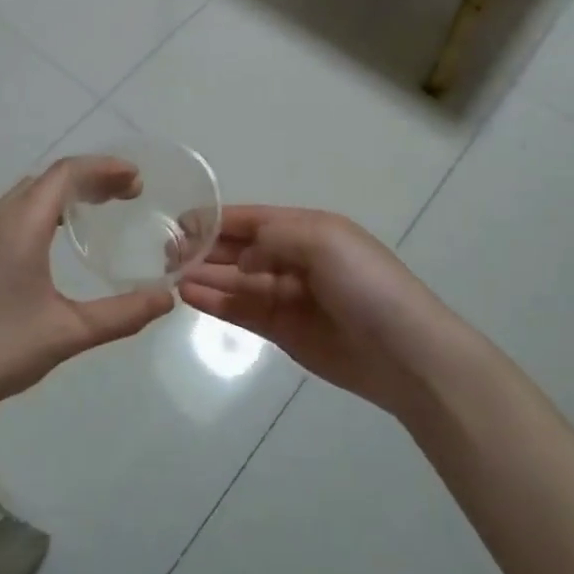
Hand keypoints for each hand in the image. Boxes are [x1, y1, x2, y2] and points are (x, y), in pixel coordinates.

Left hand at [0, 159, 175, 423]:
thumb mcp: (67, 333)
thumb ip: (121, 315)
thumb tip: (166, 298)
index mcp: (21, 226)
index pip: (66, 173)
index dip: (104, 167)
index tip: (137, 179)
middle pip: (49, 178)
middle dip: (91, 177)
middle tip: (127, 194)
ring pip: (29, 194)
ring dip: (66, 192)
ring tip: (99, 209)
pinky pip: (15, 213)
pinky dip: (46, 209)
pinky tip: (56, 240)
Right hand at [179, 206, 460, 419]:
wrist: (406, 354)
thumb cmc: (367, 285)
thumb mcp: (324, 241)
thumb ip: (274, 239)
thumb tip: (241, 258)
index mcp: (308, 230)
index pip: (253, 218)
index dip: (218, 219)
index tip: (180, 221)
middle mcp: (295, 258)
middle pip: (241, 249)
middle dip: (206, 247)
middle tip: (166, 251)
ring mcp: (289, 297)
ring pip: (237, 281)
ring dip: (205, 276)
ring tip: (170, 274)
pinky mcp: (285, 332)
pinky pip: (243, 311)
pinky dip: (217, 303)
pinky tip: (190, 296)